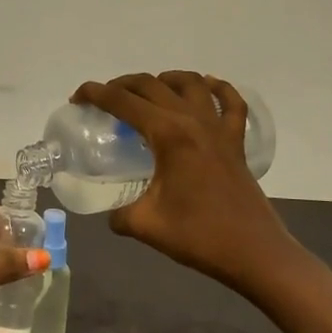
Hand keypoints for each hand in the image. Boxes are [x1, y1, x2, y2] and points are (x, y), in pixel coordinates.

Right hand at [73, 72, 294, 290]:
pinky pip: (231, 103)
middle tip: (103, 100)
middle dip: (121, 85)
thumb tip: (112, 213)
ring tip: (147, 91)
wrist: (255, 253)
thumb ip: (120, 214)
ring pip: (190, 83)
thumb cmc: (198, 236)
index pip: (123, 101)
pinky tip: (207, 87)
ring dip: (164, 79)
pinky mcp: (236, 142)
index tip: (76, 99)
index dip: (95, 94)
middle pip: (151, 85)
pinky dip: (218, 89)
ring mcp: (218, 129)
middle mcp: (193, 121)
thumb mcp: (145, 224)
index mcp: (168, 134)